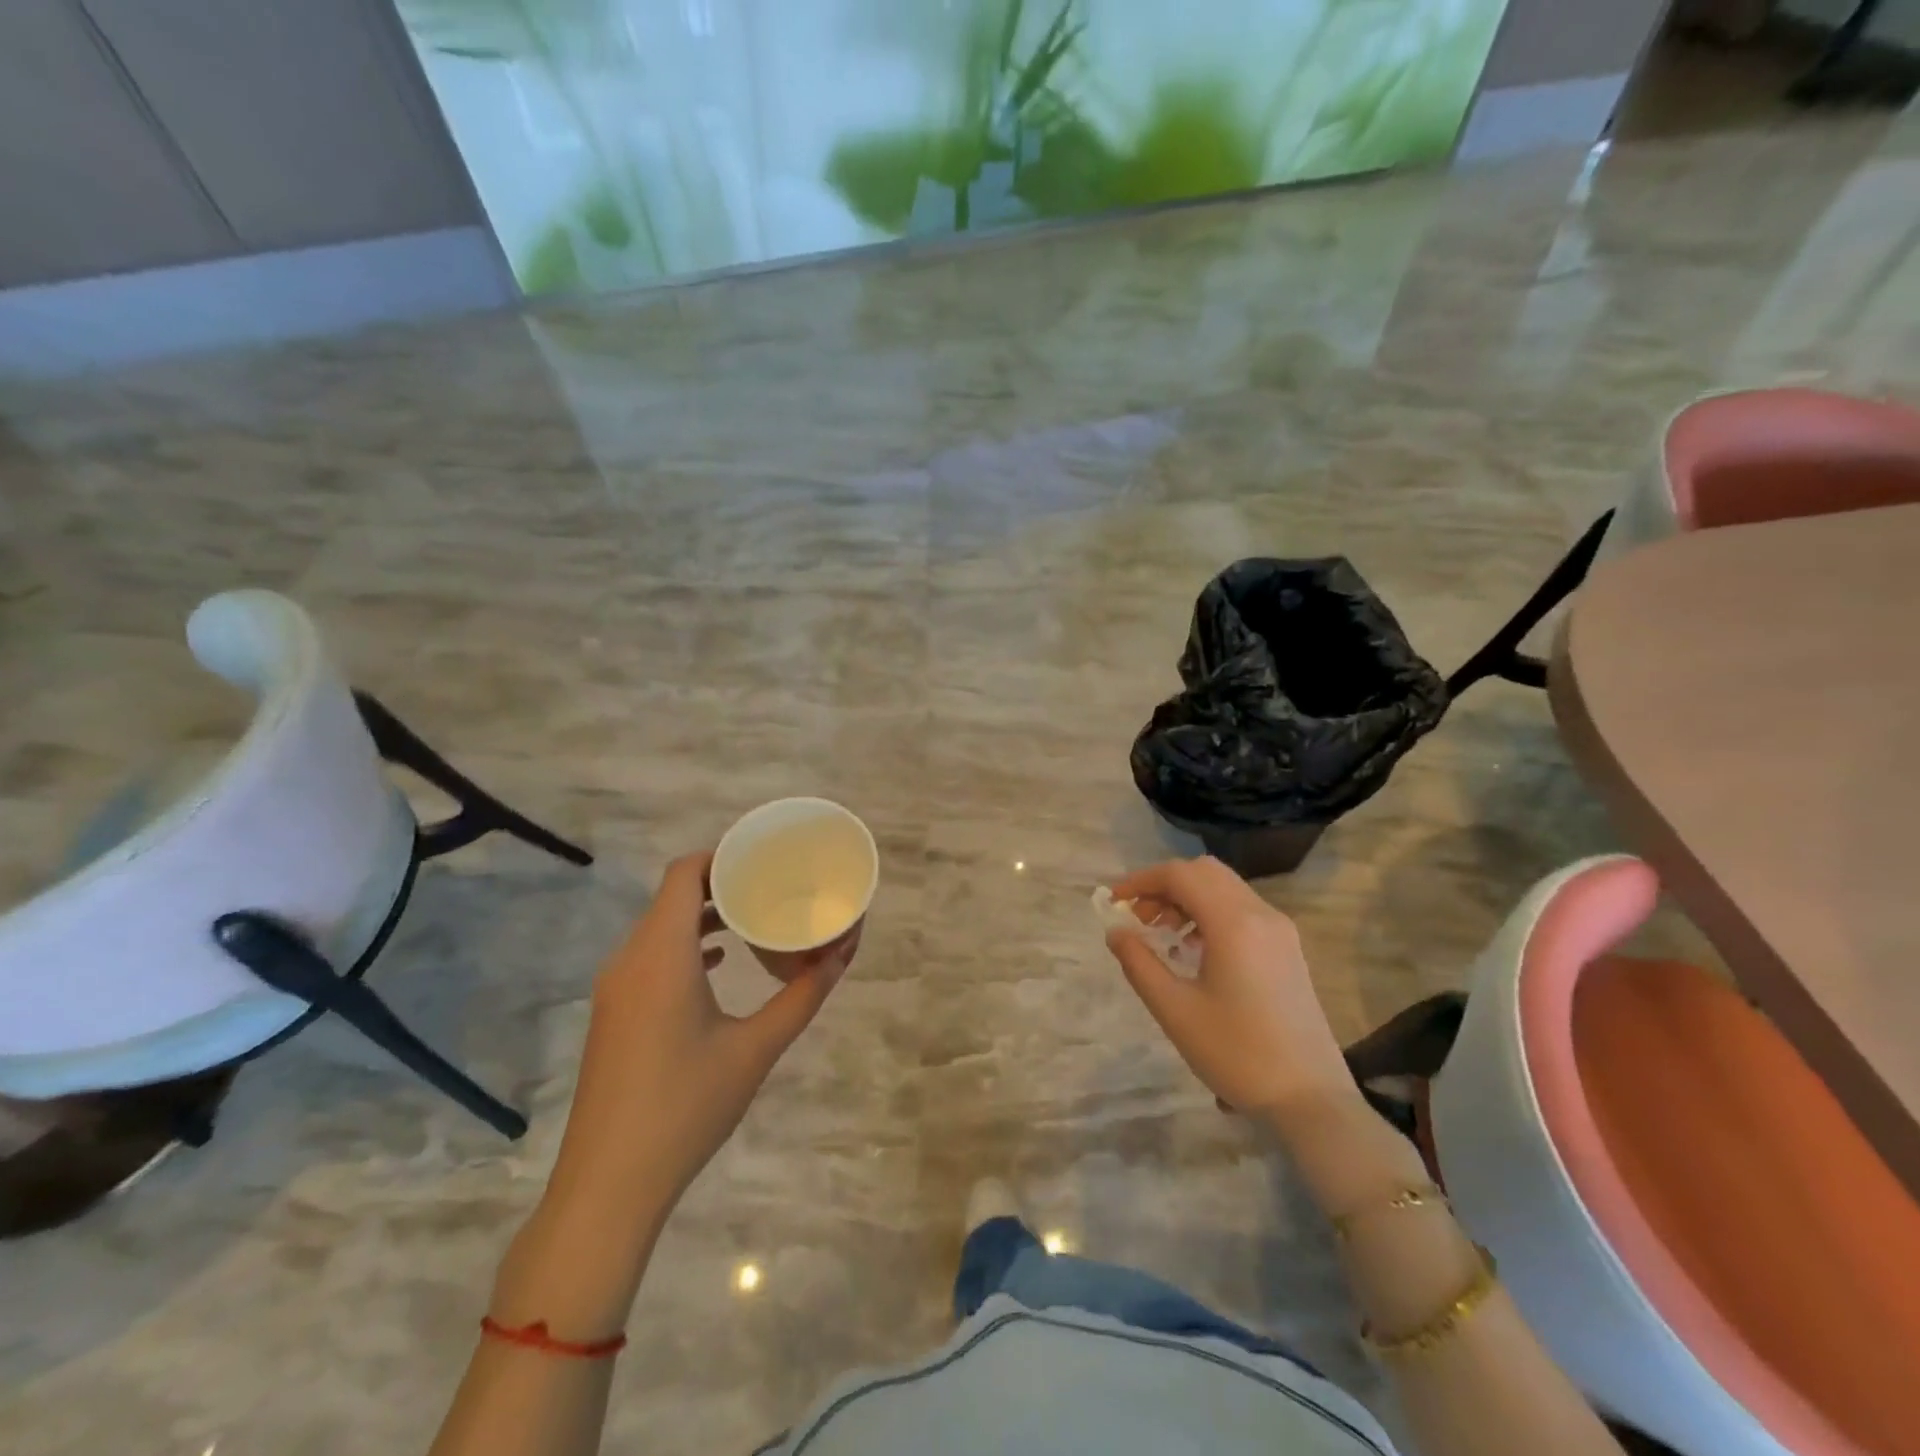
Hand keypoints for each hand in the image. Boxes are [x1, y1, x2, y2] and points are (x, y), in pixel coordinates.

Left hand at [548, 851, 846, 1228]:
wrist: (608, 1186)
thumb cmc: (686, 1106)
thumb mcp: (755, 1049)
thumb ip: (803, 995)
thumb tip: (843, 953)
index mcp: (661, 954)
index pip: (684, 873)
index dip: (722, 855)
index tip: (764, 856)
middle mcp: (630, 959)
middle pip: (673, 896)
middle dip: (722, 883)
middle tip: (772, 885)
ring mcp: (615, 988)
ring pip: (661, 927)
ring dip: (704, 916)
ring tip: (754, 918)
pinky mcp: (613, 1014)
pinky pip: (651, 956)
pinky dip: (685, 946)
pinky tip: (720, 963)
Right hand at [1103, 856, 1355, 1123]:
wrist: (1311, 1100)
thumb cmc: (1237, 1054)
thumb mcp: (1175, 1010)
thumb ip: (1139, 963)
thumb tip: (1116, 931)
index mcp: (1234, 923)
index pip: (1180, 875)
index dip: (1141, 880)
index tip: (1113, 902)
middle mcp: (1260, 914)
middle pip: (1204, 872)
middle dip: (1164, 885)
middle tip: (1137, 916)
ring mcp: (1280, 930)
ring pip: (1224, 888)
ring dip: (1187, 898)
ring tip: (1160, 933)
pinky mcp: (1288, 949)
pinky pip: (1242, 910)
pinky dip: (1210, 913)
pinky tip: (1194, 950)